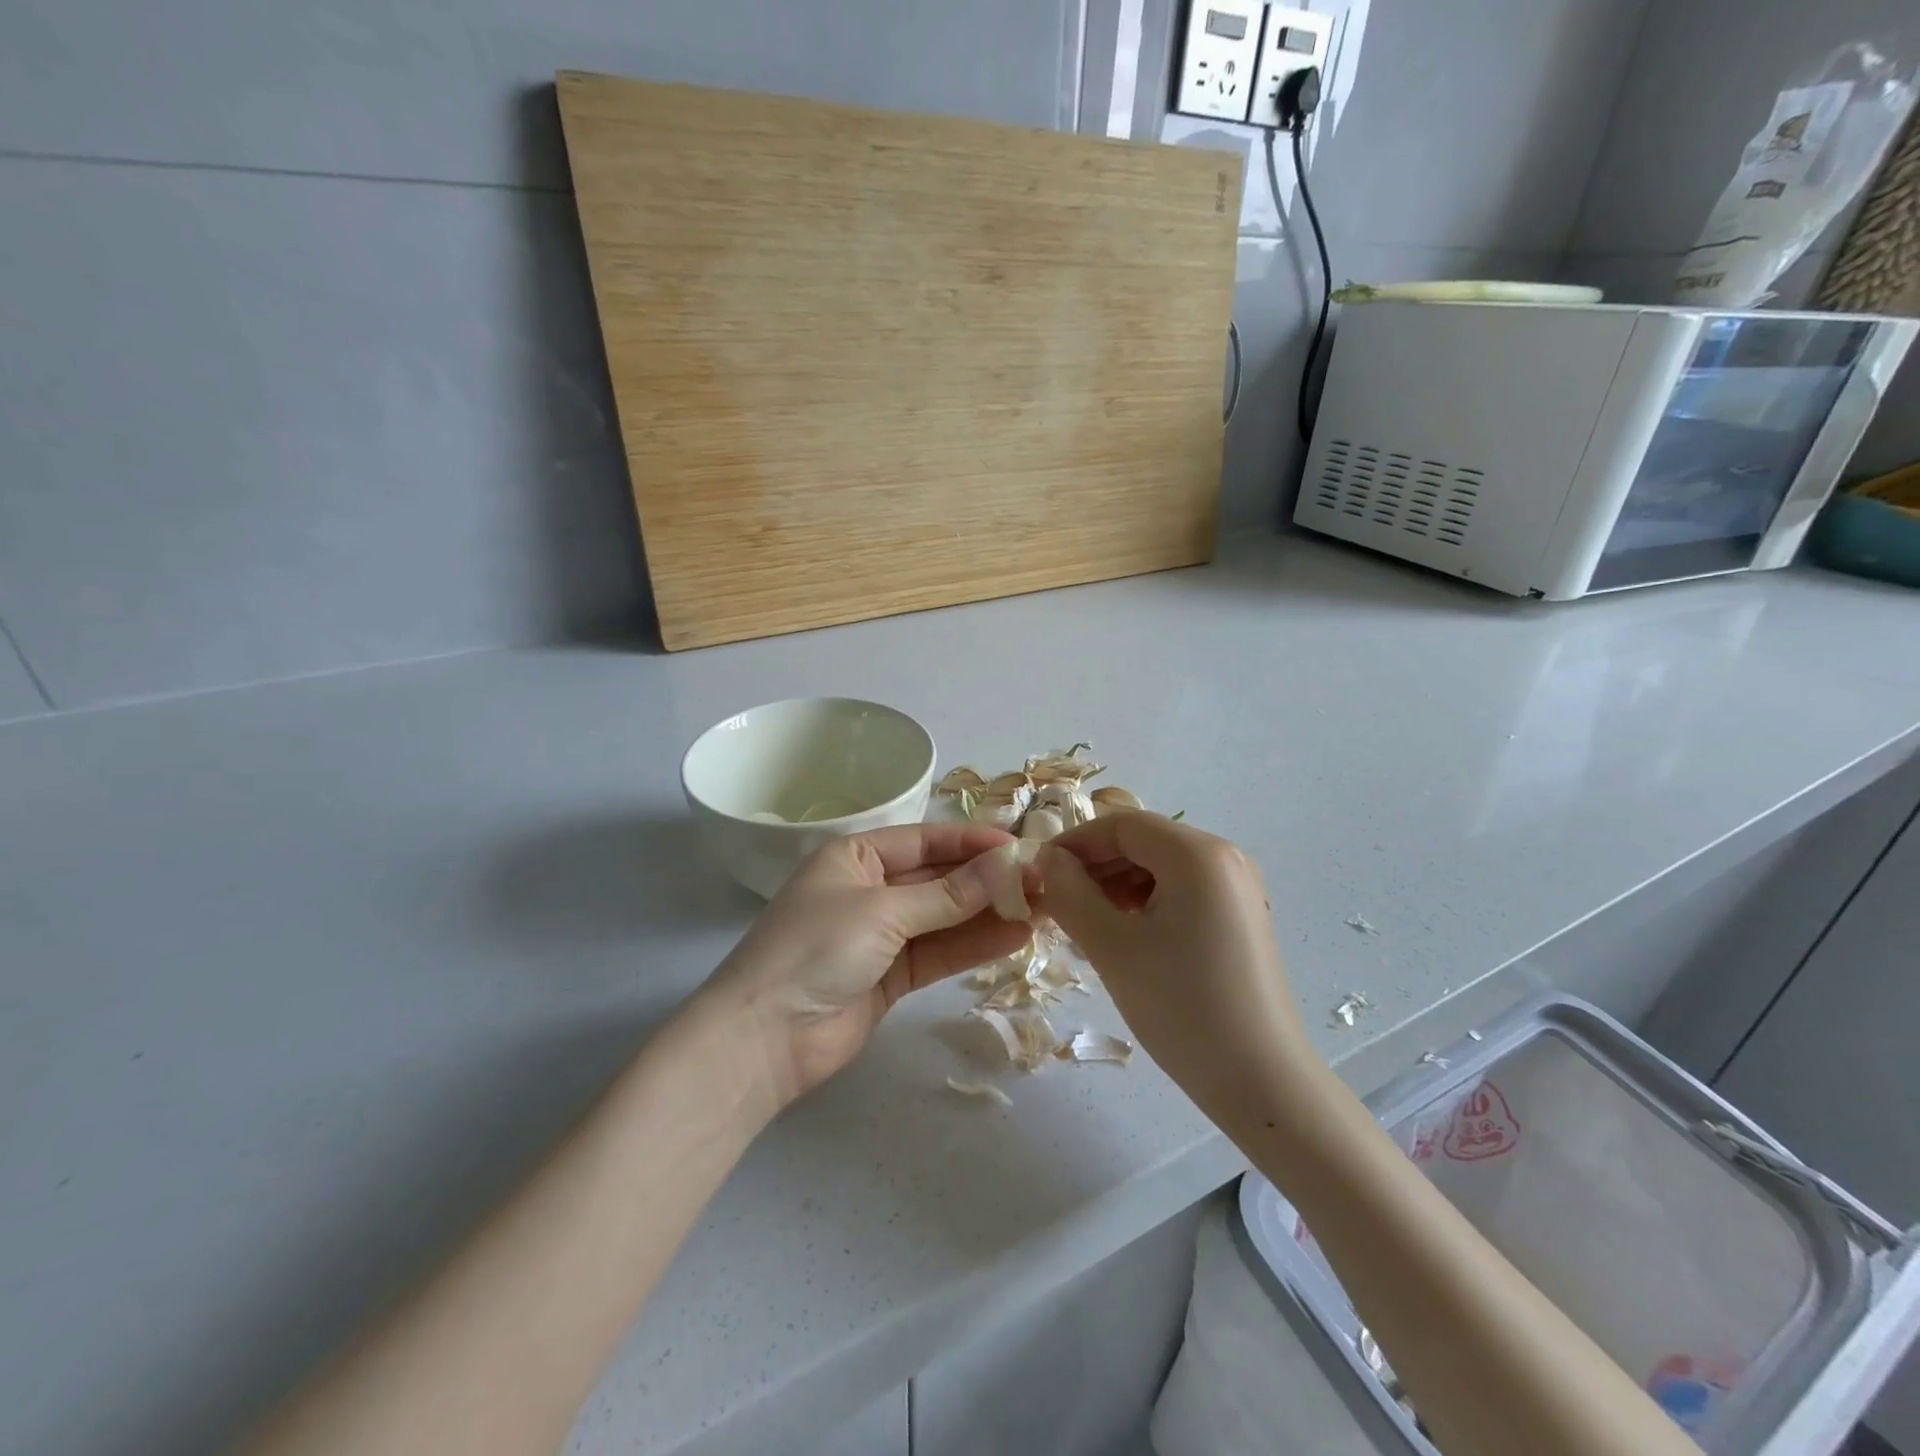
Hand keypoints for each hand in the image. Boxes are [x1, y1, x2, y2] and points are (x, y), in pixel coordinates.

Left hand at [701, 823, 1032, 1109]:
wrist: (764, 1038)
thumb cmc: (816, 948)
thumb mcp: (883, 911)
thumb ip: (949, 894)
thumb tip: (1007, 865)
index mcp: (856, 857)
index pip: (926, 840)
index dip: (973, 842)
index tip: (1021, 846)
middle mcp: (870, 889)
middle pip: (939, 879)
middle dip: (988, 880)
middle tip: (1043, 881)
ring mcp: (882, 935)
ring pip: (945, 917)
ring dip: (989, 913)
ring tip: (1043, 908)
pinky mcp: (892, 976)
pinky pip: (940, 952)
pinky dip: (974, 945)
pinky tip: (1016, 937)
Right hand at [1036, 813, 1318, 1137]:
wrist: (1261, 1082)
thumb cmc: (1181, 1007)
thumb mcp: (1111, 946)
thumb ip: (1070, 892)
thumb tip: (1047, 860)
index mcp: (1198, 854)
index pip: (1122, 825)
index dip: (1074, 843)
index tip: (1039, 873)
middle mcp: (1224, 857)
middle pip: (1143, 841)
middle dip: (1095, 866)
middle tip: (1059, 903)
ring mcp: (1238, 887)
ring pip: (1160, 866)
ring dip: (1117, 884)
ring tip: (1088, 923)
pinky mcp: (1240, 915)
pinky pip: (1181, 889)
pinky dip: (1145, 901)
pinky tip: (1125, 935)